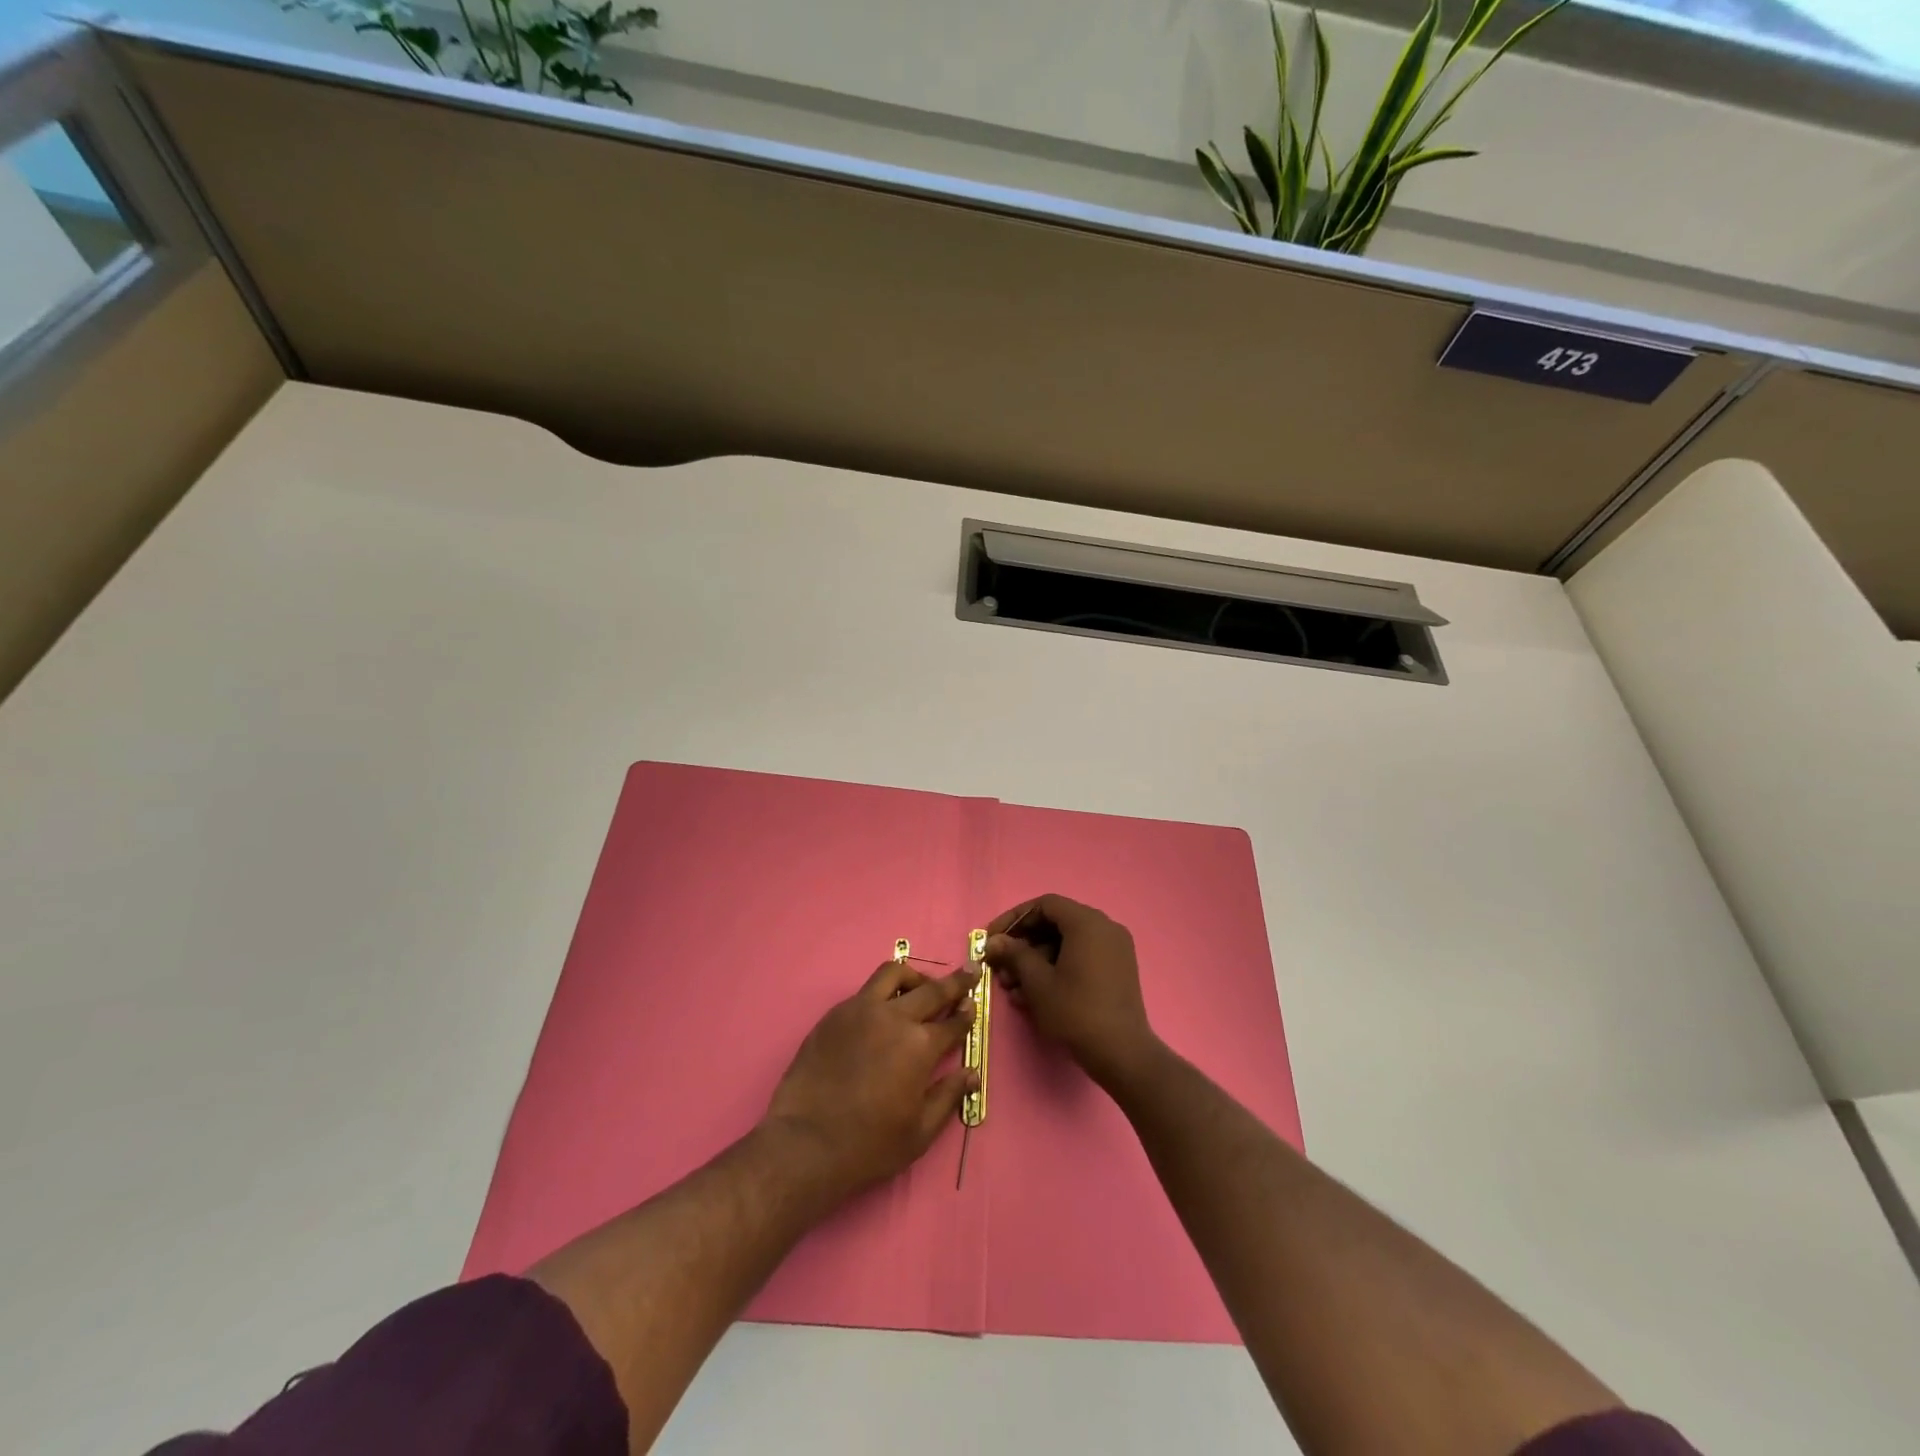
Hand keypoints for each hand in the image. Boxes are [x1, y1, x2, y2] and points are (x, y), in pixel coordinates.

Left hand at [763, 959, 978, 1201]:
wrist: (805, 1143)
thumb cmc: (869, 1145)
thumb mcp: (920, 1132)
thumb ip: (948, 1096)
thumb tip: (972, 1073)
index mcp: (920, 1046)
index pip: (953, 1021)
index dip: (967, 1013)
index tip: (974, 1004)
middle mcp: (894, 1018)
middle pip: (931, 989)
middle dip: (955, 982)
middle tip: (969, 972)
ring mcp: (860, 1010)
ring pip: (893, 974)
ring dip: (914, 977)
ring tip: (920, 988)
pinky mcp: (835, 1014)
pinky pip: (865, 991)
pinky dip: (882, 993)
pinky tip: (882, 1012)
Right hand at [985, 894, 1159, 1089]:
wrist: (1122, 1054)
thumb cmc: (1076, 1011)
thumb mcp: (1038, 982)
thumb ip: (1014, 954)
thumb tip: (994, 941)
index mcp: (1087, 922)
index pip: (1044, 905)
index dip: (1014, 919)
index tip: (993, 938)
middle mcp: (1105, 927)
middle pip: (1055, 924)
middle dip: (1024, 945)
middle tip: (1000, 967)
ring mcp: (1114, 949)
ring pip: (1066, 944)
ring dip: (1036, 961)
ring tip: (1012, 989)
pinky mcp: (1117, 970)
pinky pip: (1081, 958)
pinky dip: (1057, 969)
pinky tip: (1034, 996)